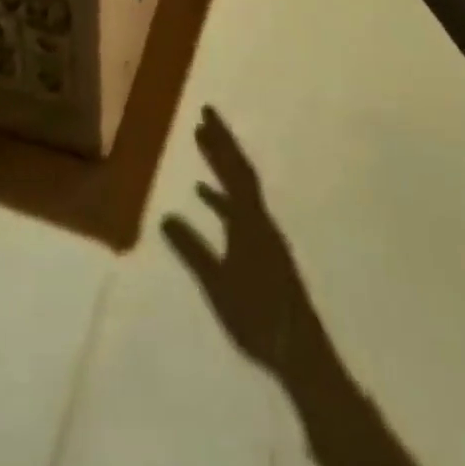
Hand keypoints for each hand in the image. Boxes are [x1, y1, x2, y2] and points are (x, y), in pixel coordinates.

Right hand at [162, 108, 306, 367]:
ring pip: (240, 188)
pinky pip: (239, 209)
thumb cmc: (257, 316)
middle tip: (204, 116)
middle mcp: (260, 219)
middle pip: (240, 171)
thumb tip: (165, 215)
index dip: (220, 140)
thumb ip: (192, 250)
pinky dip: (222, 196)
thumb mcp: (217, 284)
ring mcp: (263, 234)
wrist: (299, 352)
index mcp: (251, 221)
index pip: (234, 169)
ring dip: (221, 165)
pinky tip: (205, 196)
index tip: (206, 113)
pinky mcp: (263, 250)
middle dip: (222, 143)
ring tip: (202, 143)